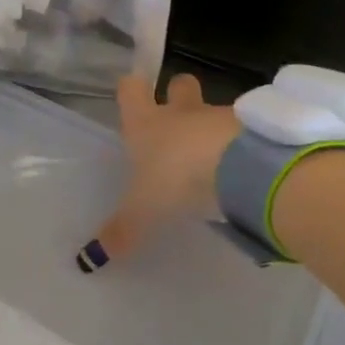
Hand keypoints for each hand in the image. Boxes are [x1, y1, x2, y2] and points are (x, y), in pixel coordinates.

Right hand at [77, 73, 239, 270]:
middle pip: (179, 84)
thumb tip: (89, 260)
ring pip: (213, 111)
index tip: (132, 95)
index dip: (131, 91)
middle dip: (178, 94)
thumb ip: (121, 232)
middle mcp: (181, 113)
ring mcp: (220, 116)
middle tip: (178, 120)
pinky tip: (243, 171)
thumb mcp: (143, 211)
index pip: (131, 90)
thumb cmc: (177, 179)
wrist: (240, 167)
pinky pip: (244, 130)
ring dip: (212, 128)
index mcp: (147, 125)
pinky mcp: (254, 127)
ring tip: (214, 161)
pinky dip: (242, 145)